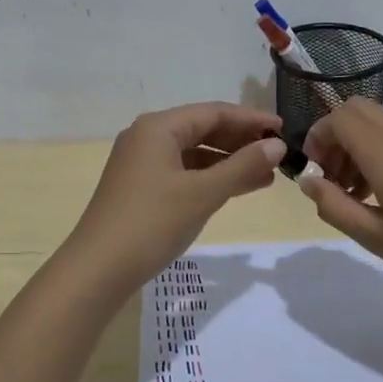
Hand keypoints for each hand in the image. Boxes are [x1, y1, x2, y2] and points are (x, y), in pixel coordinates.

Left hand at [68, 103, 285, 291]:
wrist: (98, 269)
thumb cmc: (152, 222)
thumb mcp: (203, 193)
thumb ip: (243, 166)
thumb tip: (277, 144)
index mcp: (158, 127)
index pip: (214, 112)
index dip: (251, 119)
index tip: (284, 130)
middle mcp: (147, 137)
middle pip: (203, 129)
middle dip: (241, 141)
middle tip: (278, 153)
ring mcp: (141, 163)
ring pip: (194, 153)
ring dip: (229, 162)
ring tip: (266, 175)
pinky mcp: (140, 187)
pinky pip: (183, 172)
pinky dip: (210, 178)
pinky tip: (234, 189)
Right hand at [299, 100, 382, 306]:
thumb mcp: (375, 237)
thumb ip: (334, 206)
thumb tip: (308, 180)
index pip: (339, 117)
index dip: (317, 137)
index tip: (313, 173)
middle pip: (357, 110)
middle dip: (334, 136)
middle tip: (330, 177)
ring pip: (376, 124)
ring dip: (354, 147)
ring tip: (352, 195)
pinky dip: (376, 155)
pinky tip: (380, 199)